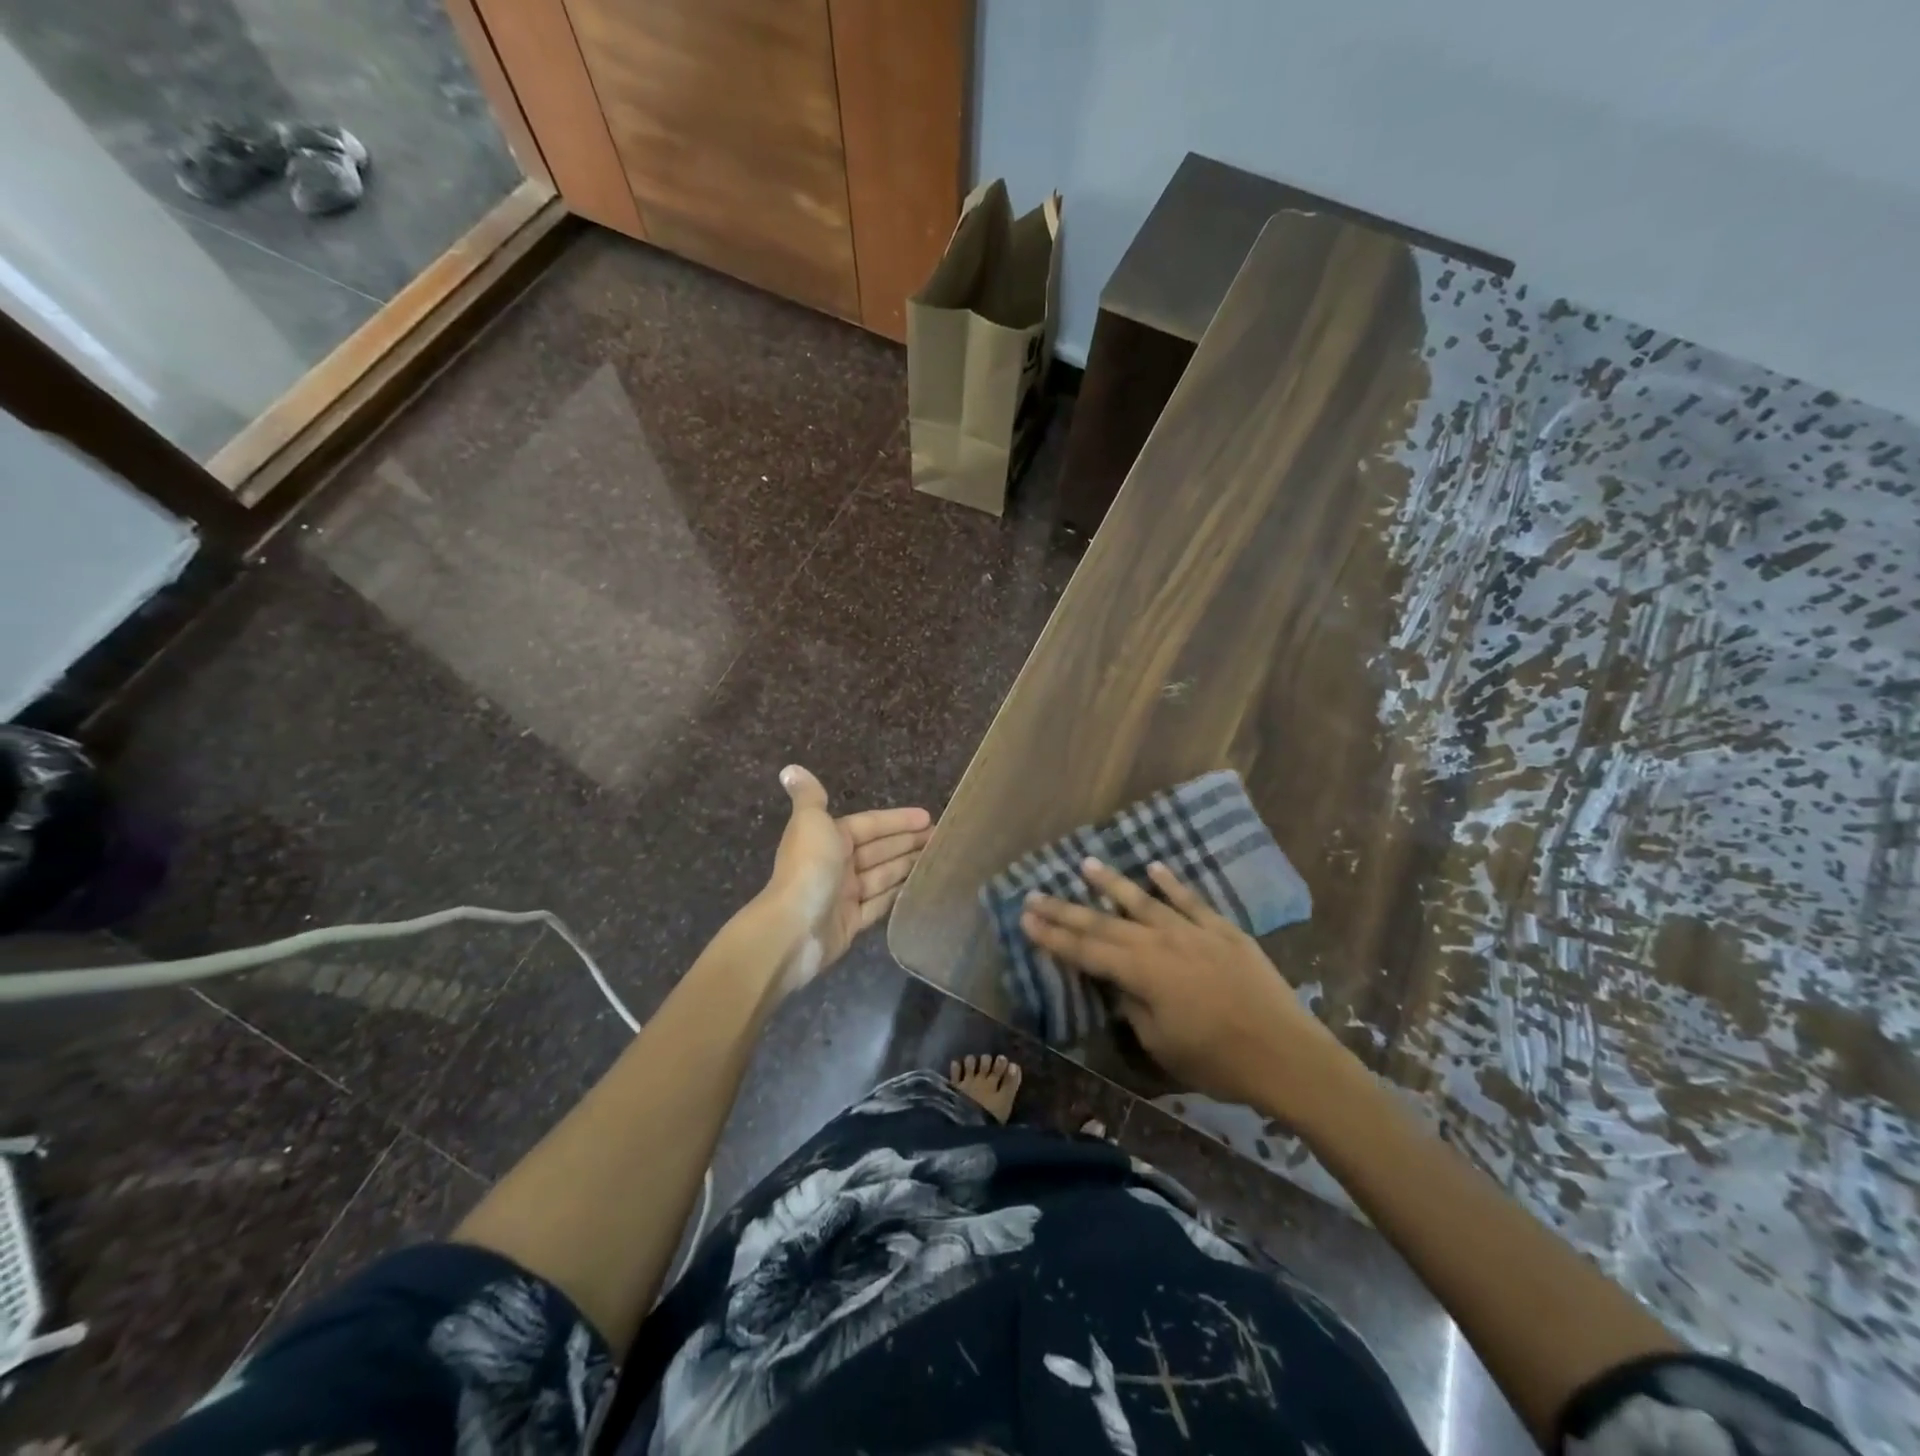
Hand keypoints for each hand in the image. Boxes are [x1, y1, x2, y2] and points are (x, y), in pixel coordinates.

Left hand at [767, 765, 931, 975]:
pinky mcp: (851, 923)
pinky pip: (879, 904)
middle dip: (907, 842)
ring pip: (882, 876)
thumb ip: (809, 796)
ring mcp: (844, 895)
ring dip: (906, 866)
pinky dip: (896, 895)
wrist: (793, 928)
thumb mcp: (810, 823)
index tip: (927, 817)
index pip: (869, 824)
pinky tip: (918, 887)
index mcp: (828, 838)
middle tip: (940, 838)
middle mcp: (836, 864)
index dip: (897, 820)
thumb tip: (790, 769)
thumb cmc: (808, 869)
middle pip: (878, 850)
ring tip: (937, 859)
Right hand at [1020, 859, 1353, 1115]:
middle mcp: (1161, 943)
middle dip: (1066, 909)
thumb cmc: (1219, 1063)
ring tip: (1085, 864)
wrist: (1289, 1056)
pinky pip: (1191, 900)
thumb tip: (1119, 985)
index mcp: (1142, 974)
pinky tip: (1154, 867)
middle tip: (1035, 893)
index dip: (1053, 936)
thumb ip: (1133, 1008)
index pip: (1086, 951)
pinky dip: (1171, 883)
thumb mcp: (1162, 1045)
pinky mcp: (1223, 931)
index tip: (1025, 919)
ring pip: (1144, 901)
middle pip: (1104, 923)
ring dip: (1111, 883)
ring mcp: (1194, 932)